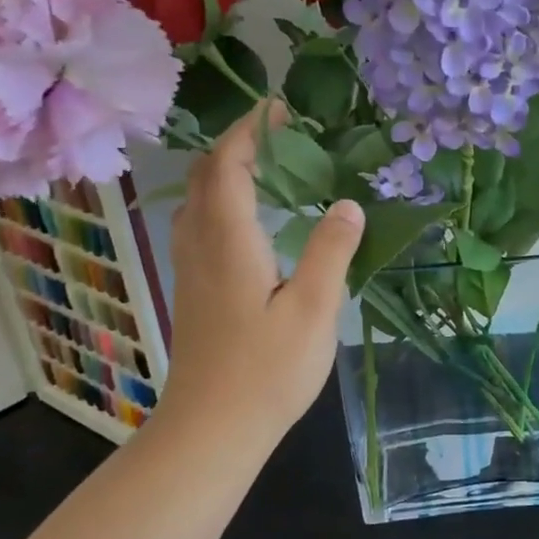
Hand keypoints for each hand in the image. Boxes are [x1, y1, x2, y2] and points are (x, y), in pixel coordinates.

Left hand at [161, 103, 363, 446]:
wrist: (211, 428)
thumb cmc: (267, 371)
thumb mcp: (313, 310)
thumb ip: (330, 252)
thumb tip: (348, 204)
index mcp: (230, 240)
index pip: (228, 165)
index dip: (250, 131)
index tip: (279, 109)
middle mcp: (201, 245)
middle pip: (204, 176)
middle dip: (237, 144)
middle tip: (280, 135)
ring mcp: (190, 269)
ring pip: (196, 201)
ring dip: (225, 172)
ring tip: (268, 168)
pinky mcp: (192, 290)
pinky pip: (199, 224)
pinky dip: (220, 201)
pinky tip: (249, 221)